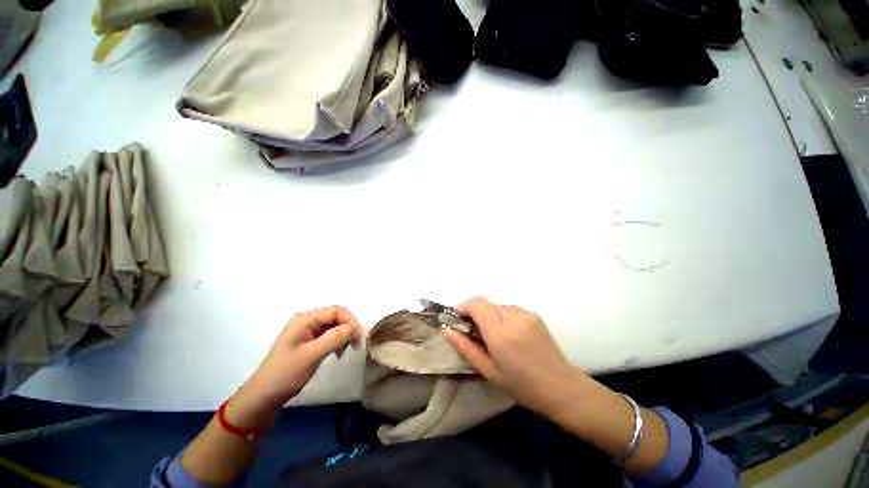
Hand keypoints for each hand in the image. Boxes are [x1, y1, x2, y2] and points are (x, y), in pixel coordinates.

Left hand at [227, 306, 362, 426]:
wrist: (264, 396)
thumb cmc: (286, 373)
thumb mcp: (312, 354)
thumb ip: (335, 337)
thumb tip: (355, 328)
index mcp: (305, 319)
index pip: (337, 311)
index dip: (350, 321)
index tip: (358, 338)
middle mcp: (307, 321)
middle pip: (336, 317)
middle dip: (348, 329)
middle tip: (355, 346)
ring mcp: (307, 331)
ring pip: (334, 326)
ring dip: (343, 336)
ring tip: (345, 352)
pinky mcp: (309, 342)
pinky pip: (329, 336)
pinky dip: (337, 342)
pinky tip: (337, 353)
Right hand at [443, 297, 585, 415]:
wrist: (562, 388)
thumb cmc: (522, 386)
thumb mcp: (489, 371)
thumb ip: (465, 347)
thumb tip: (446, 330)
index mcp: (501, 334)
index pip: (477, 305)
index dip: (464, 307)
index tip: (456, 317)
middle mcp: (514, 317)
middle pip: (486, 303)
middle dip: (476, 314)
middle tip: (474, 333)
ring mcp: (526, 314)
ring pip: (497, 306)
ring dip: (490, 316)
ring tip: (495, 337)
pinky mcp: (535, 315)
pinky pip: (510, 310)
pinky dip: (503, 318)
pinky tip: (511, 336)